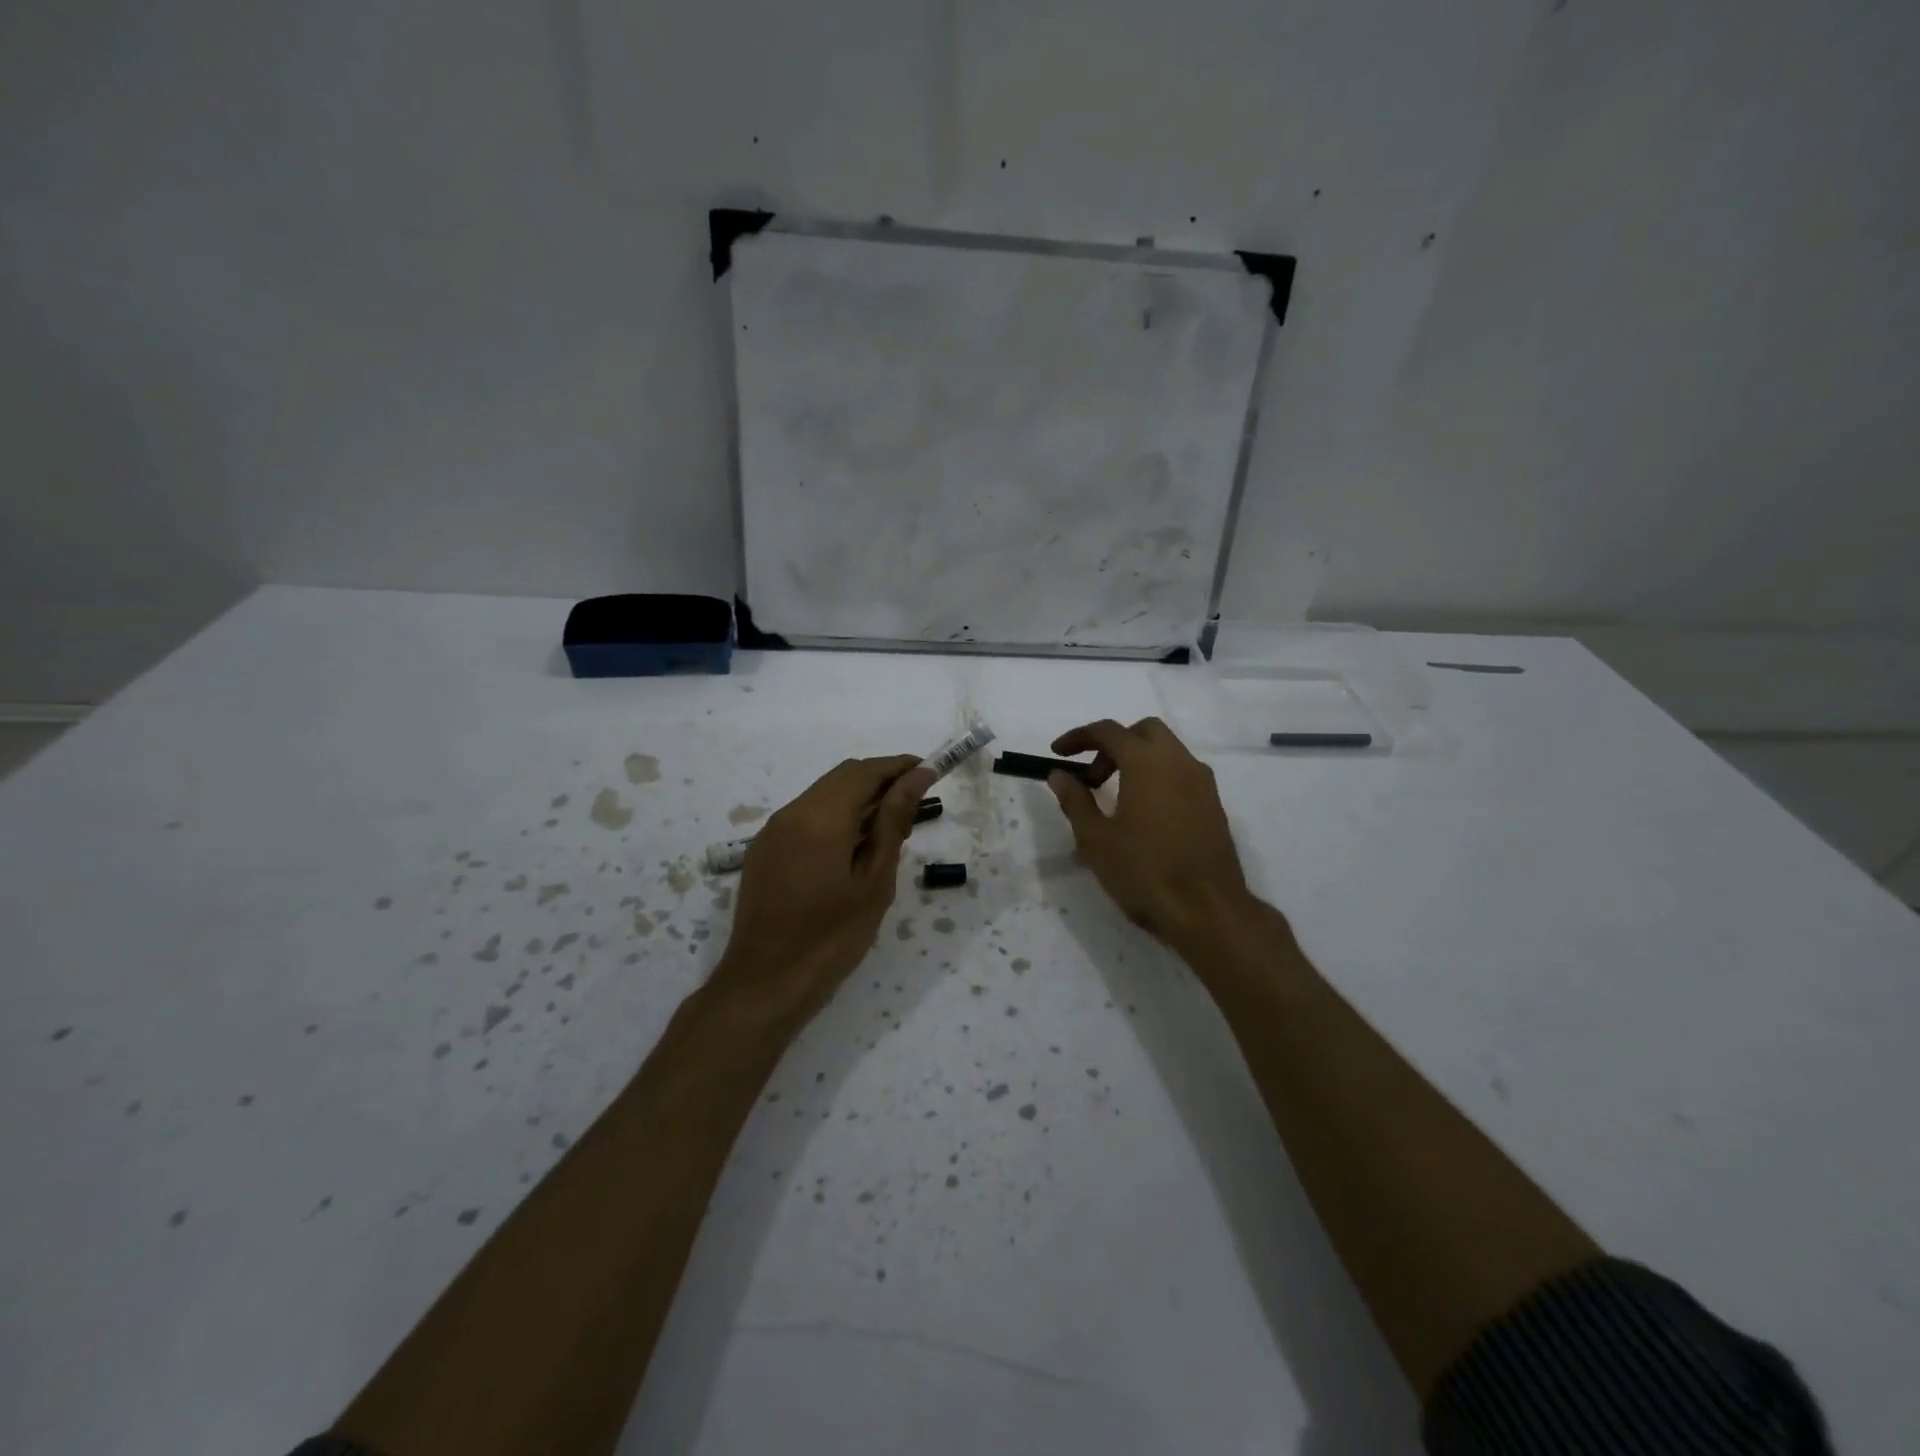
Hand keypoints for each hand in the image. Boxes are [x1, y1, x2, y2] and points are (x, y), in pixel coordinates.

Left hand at [714, 755, 935, 1026]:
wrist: (764, 984)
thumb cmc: (831, 938)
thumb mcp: (874, 881)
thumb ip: (892, 822)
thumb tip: (916, 777)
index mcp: (820, 818)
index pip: (865, 772)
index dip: (899, 766)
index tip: (930, 772)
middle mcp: (791, 813)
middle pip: (842, 777)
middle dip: (880, 779)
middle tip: (916, 801)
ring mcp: (772, 831)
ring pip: (822, 795)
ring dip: (858, 798)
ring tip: (890, 826)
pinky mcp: (764, 850)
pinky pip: (805, 816)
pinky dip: (835, 816)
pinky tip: (853, 845)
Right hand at [1047, 718, 1252, 951]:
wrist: (1208, 910)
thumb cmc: (1144, 872)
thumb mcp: (1096, 839)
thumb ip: (1075, 800)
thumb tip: (1059, 775)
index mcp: (1147, 762)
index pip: (1108, 731)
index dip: (1078, 737)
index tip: (1057, 753)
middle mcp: (1179, 762)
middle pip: (1143, 732)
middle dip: (1113, 745)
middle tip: (1092, 779)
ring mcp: (1202, 783)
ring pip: (1166, 752)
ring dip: (1137, 761)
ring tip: (1115, 799)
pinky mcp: (1214, 805)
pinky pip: (1181, 774)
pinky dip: (1157, 778)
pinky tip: (1144, 816)